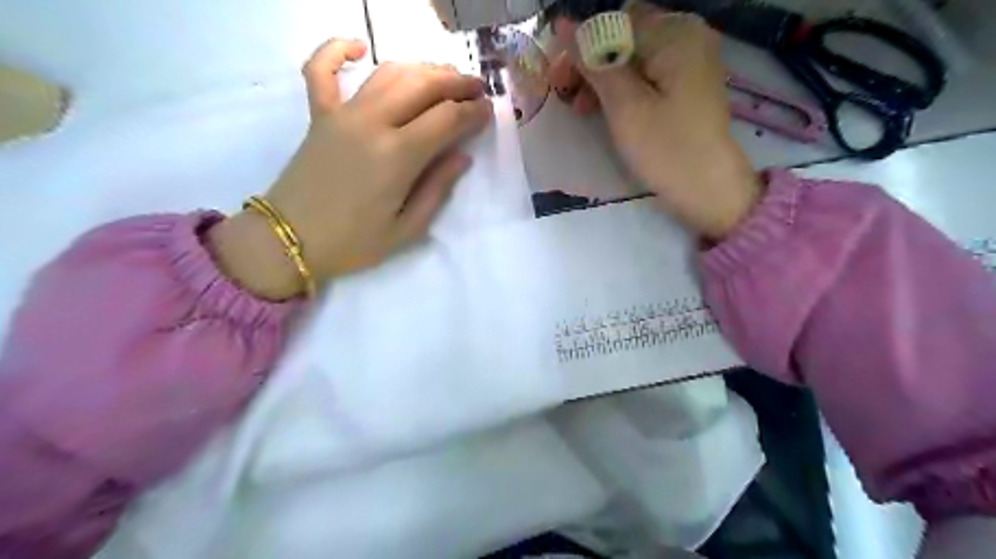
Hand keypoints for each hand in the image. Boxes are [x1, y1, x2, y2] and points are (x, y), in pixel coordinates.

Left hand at [212, 37, 490, 300]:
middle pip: (422, 86)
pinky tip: (357, 46)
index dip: (472, 111)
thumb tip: (462, 157)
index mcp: (398, 156)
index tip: (488, 111)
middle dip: (456, 82)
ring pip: (388, 73)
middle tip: (476, 86)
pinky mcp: (318, 115)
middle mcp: (372, 123)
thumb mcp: (407, 229)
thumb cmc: (353, 242)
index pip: (446, 118)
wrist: (289, 240)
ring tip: (443, 74)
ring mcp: (342, 114)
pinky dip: (337, 50)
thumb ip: (437, 189)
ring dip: (420, 68)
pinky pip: (322, 70)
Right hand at [552, 3, 764, 239]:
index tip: (558, 79)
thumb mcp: (623, 105)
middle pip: (624, 37)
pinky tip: (606, 109)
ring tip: (581, 109)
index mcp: (675, 32)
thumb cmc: (665, 148)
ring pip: (633, 57)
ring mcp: (690, 60)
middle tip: (566, 94)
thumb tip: (563, 24)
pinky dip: (624, 88)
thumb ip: (594, 62)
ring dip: (603, 78)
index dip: (580, 47)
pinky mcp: (687, 84)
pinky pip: (647, 74)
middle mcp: (687, 35)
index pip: (613, 23)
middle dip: (591, 63)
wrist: (707, 189)